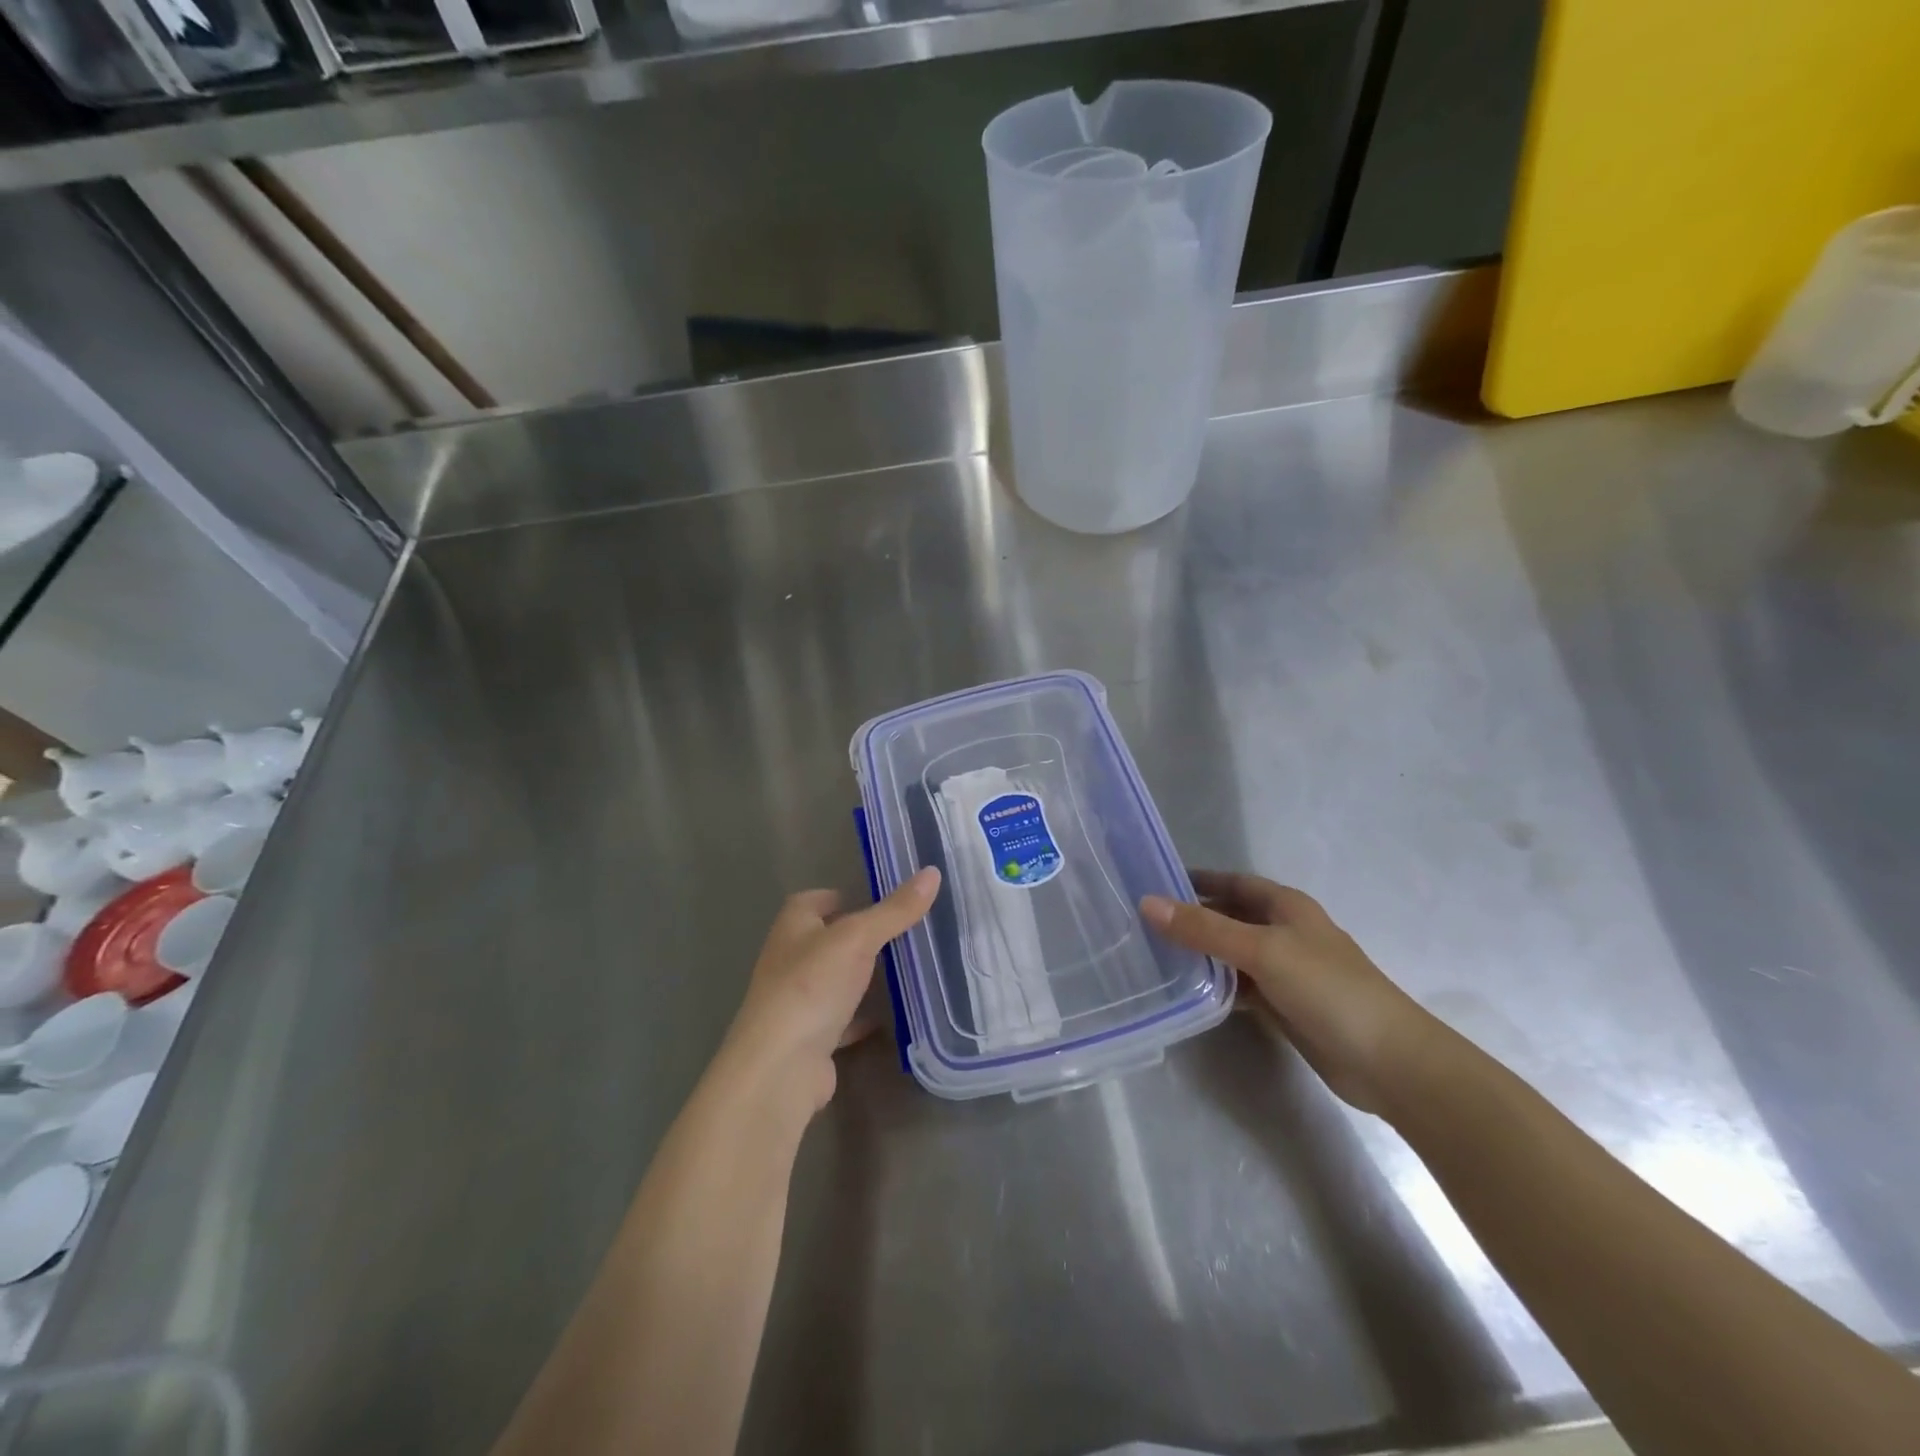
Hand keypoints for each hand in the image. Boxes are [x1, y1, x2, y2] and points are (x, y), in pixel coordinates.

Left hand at [719, 867, 940, 1116]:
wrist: (780, 1069)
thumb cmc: (812, 987)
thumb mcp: (858, 938)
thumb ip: (895, 910)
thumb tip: (932, 872)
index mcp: (793, 927)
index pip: (813, 900)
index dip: (841, 896)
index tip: (878, 898)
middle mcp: (790, 960)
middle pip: (827, 940)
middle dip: (860, 936)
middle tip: (904, 931)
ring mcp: (798, 1002)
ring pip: (835, 980)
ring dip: (862, 976)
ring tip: (906, 967)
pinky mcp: (811, 1038)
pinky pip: (843, 1019)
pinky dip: (863, 1016)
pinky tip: (892, 1016)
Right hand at [1141, 872, 1438, 1114]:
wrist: (1389, 1061)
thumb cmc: (1327, 988)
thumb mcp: (1261, 950)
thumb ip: (1204, 928)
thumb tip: (1147, 903)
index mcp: (1286, 907)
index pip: (1234, 882)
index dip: (1199, 880)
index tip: (1156, 883)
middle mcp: (1285, 933)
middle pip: (1231, 917)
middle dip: (1193, 918)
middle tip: (1144, 923)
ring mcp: (1286, 972)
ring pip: (1233, 954)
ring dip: (1202, 954)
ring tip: (1155, 956)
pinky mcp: (1285, 1007)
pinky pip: (1241, 987)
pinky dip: (1216, 987)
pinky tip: (1188, 993)